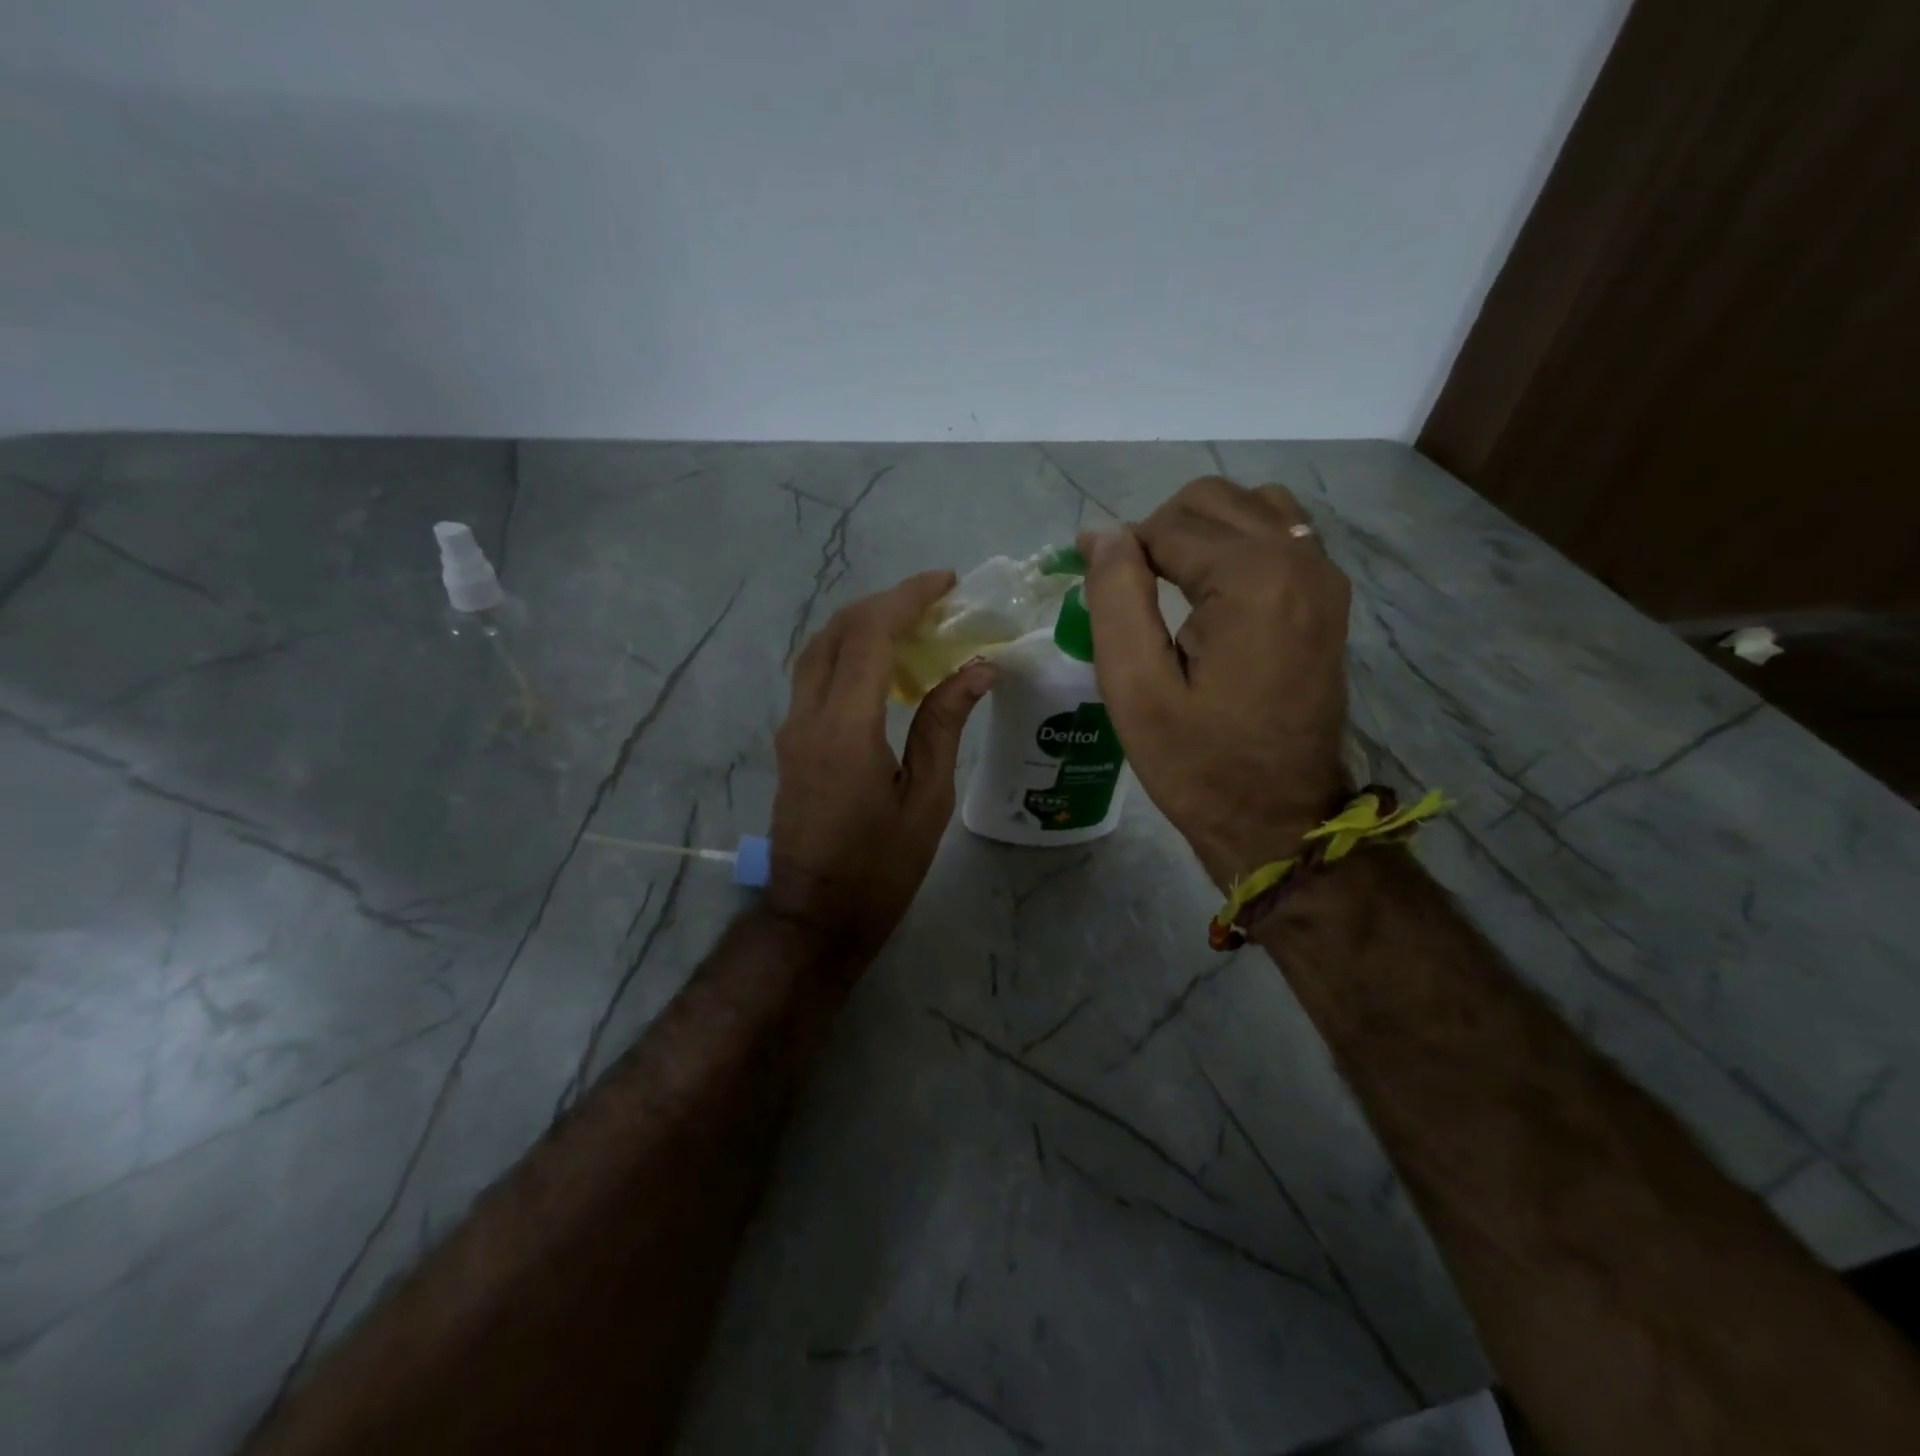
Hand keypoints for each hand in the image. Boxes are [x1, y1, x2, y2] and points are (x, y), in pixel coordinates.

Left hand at [769, 571, 994, 970]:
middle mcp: (807, 715)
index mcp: (845, 727)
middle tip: (934, 601)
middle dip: (885, 603)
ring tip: (912, 626)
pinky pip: (815, 676)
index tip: (946, 582)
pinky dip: (849, 654)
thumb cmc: (879, 868)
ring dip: (862, 625)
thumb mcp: (926, 800)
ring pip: (819, 650)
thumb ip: (943, 726)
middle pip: (837, 631)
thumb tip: (977, 670)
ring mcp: (792, 728)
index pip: (870, 635)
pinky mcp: (790, 742)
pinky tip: (885, 668)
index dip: (907, 598)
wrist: (814, 916)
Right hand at [1080, 476, 1352, 888]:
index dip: (1121, 552)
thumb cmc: (1198, 763)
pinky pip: (1282, 535)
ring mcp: (1325, 577)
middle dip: (1160, 532)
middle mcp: (1300, 559)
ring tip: (1171, 586)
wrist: (1280, 818)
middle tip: (1130, 593)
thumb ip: (1115, 597)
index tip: (1095, 591)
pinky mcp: (1330, 598)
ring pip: (1252, 507)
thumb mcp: (1135, 688)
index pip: (1168, 526)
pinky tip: (1215, 593)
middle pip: (1213, 500)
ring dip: (1202, 531)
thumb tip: (1101, 532)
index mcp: (1253, 579)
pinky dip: (1239, 544)